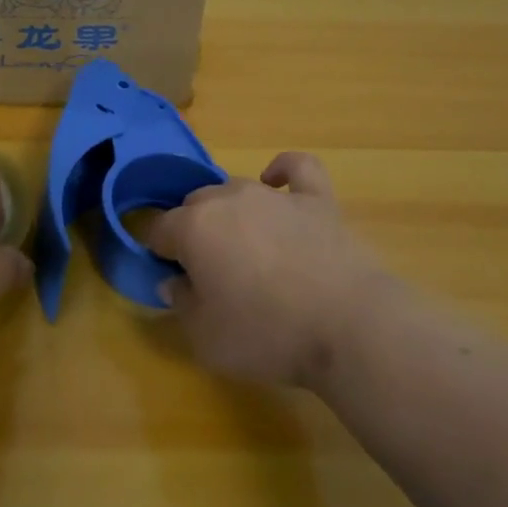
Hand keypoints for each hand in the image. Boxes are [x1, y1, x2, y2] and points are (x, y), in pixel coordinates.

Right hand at [147, 152, 389, 389]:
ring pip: (236, 188)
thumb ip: (181, 304)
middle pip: (195, 204)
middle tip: (210, 272)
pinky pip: (296, 168)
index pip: (159, 230)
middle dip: (193, 231)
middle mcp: (228, 199)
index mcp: (193, 228)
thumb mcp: (206, 338)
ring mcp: (274, 196)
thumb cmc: (267, 335)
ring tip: (245, 248)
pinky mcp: (317, 199)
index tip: (173, 280)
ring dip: (230, 212)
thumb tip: (173, 282)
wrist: (348, 327)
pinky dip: (282, 171)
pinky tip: (276, 182)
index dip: (160, 254)